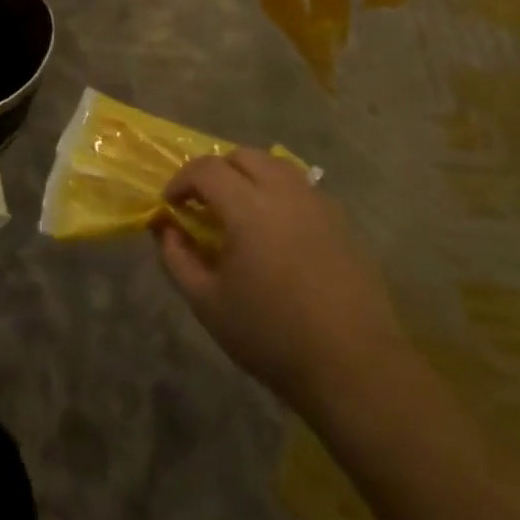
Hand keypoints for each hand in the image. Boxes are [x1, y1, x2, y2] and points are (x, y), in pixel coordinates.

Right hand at [155, 149, 404, 407]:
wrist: (352, 364)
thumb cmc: (270, 334)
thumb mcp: (207, 302)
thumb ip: (177, 257)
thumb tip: (166, 228)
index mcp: (248, 207)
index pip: (206, 168)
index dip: (181, 180)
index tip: (171, 204)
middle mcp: (284, 191)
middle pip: (243, 156)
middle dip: (215, 171)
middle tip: (203, 203)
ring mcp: (318, 202)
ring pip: (276, 165)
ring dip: (249, 176)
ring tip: (239, 209)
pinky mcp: (341, 220)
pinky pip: (301, 187)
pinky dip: (278, 192)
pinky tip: (276, 229)